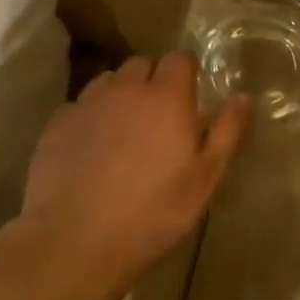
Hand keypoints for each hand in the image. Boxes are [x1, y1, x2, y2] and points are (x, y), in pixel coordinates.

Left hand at [18, 52, 248, 299]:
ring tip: (126, 131)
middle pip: (143, 64)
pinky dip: (91, 117)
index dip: (187, 73)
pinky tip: (92, 149)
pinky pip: (80, 106)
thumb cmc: (154, 211)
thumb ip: (227, 132)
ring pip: (109, 82)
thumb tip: (243, 96)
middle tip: (161, 118)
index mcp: (167, 97)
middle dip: (154, 80)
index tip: (191, 96)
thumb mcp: (205, 178)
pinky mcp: (56, 124)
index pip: (180, 59)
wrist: (76, 240)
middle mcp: (126, 89)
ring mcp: (86, 103)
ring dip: (122, 95)